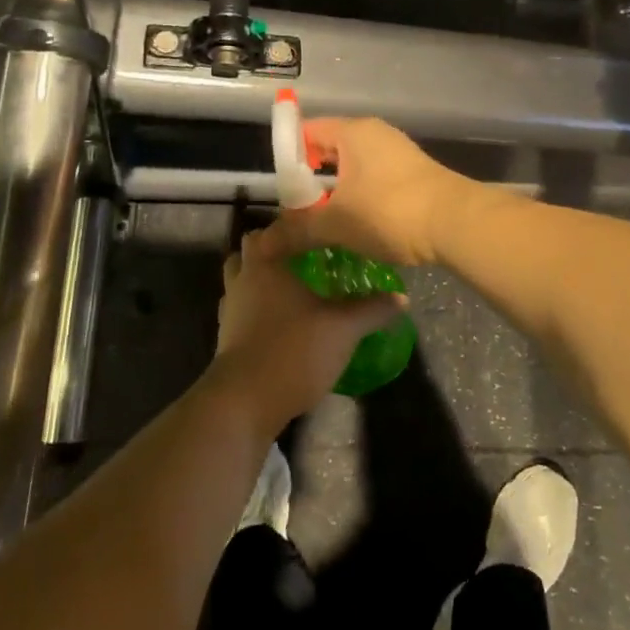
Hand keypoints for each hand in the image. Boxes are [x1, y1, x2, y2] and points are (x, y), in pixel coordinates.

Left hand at [211, 230, 402, 430]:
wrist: (245, 402)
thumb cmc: (293, 349)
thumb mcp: (343, 328)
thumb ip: (372, 309)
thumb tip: (402, 297)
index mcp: (265, 265)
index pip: (270, 230)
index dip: (290, 228)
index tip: (316, 232)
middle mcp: (241, 281)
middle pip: (249, 253)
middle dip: (272, 252)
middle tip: (304, 259)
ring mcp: (230, 311)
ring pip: (242, 283)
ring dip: (261, 283)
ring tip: (294, 291)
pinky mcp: (226, 340)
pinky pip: (242, 312)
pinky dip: (257, 311)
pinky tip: (283, 324)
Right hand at [252, 118, 474, 267]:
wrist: (457, 223)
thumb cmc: (389, 212)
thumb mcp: (337, 224)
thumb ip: (297, 231)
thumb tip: (262, 247)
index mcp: (352, 132)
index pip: (306, 131)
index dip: (288, 158)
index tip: (281, 191)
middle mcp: (375, 134)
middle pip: (330, 149)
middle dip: (311, 180)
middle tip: (297, 212)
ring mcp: (398, 152)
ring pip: (353, 168)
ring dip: (337, 193)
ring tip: (323, 224)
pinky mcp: (414, 173)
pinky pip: (374, 179)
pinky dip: (360, 198)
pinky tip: (357, 226)